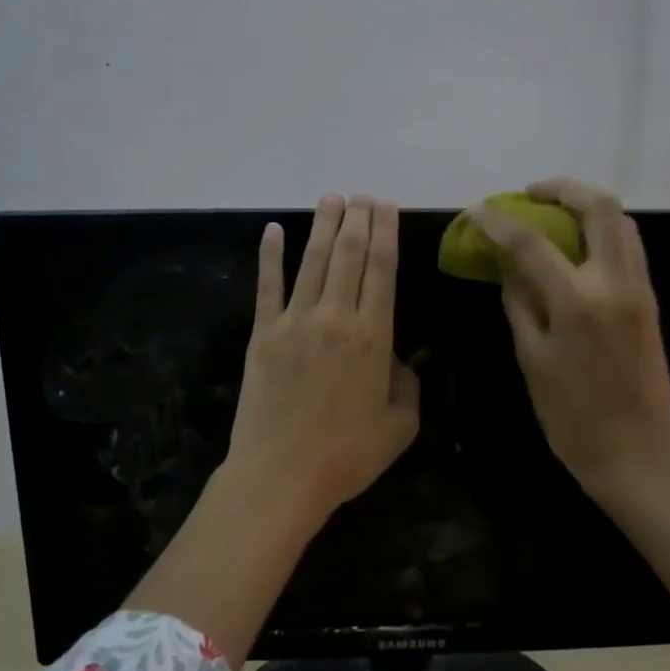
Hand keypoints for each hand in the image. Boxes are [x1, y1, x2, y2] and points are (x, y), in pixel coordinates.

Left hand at [223, 194, 420, 525]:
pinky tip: (273, 230)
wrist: (280, 476)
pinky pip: (267, 286)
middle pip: (349, 255)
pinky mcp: (262, 334)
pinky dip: (270, 255)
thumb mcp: (399, 427)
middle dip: (358, 219)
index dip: (385, 232)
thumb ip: (407, 386)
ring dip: (323, 226)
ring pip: (313, 261)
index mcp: (373, 337)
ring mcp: (294, 322)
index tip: (386, 205)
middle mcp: (335, 318)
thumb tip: (400, 359)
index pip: (382, 269)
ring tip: (331, 197)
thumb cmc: (346, 457)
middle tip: (363, 194)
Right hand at [467, 177, 669, 502]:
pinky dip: (603, 229)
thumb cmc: (572, 416)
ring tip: (554, 211)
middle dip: (561, 189)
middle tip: (530, 194)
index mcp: (576, 302)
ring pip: (621, 221)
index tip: (477, 212)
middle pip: (598, 207)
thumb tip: (507, 266)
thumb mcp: (532, 360)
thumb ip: (519, 304)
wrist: (637, 451)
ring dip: (587, 204)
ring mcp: (638, 288)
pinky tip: (578, 243)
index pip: (531, 243)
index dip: (499, 222)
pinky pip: (629, 245)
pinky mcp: (649, 300)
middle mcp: (614, 282)